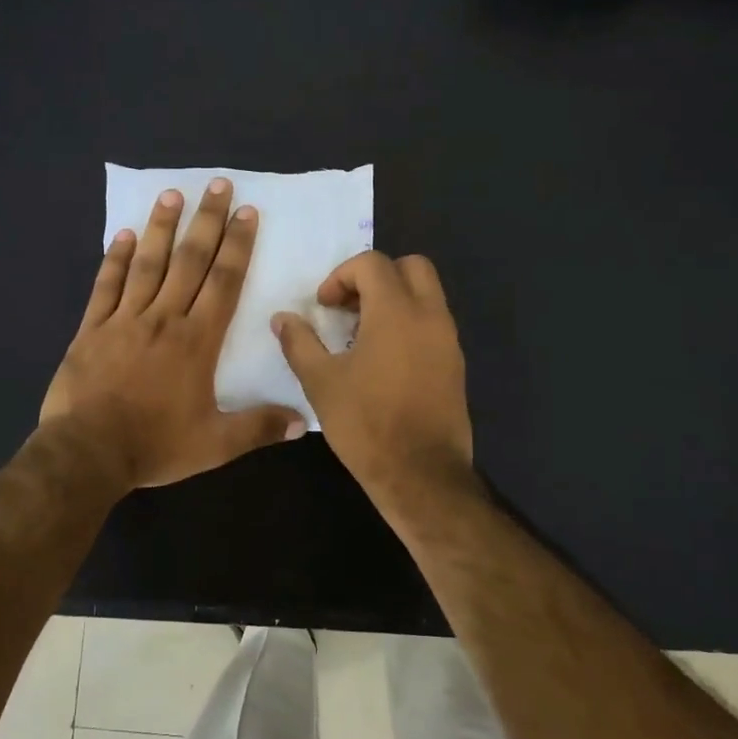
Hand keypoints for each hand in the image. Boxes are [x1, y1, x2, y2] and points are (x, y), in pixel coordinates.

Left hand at [41, 179, 305, 489]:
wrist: (88, 451)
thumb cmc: (155, 445)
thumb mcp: (215, 444)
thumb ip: (258, 427)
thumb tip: (301, 420)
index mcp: (196, 340)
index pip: (223, 282)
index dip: (237, 245)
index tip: (247, 213)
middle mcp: (163, 318)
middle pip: (189, 261)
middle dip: (207, 221)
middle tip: (217, 185)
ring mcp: (124, 320)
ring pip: (147, 264)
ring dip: (161, 228)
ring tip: (172, 194)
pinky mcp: (91, 329)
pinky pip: (106, 286)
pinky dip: (115, 259)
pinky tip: (123, 235)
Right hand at [272, 252, 472, 500]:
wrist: (421, 474)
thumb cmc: (366, 424)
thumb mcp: (321, 382)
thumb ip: (299, 343)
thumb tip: (282, 318)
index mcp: (396, 312)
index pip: (372, 264)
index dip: (341, 276)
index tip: (323, 306)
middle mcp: (430, 316)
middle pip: (411, 267)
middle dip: (376, 276)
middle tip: (349, 307)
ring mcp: (448, 340)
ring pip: (427, 294)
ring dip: (394, 299)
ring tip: (362, 335)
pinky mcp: (455, 364)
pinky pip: (433, 323)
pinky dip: (409, 323)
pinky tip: (384, 360)